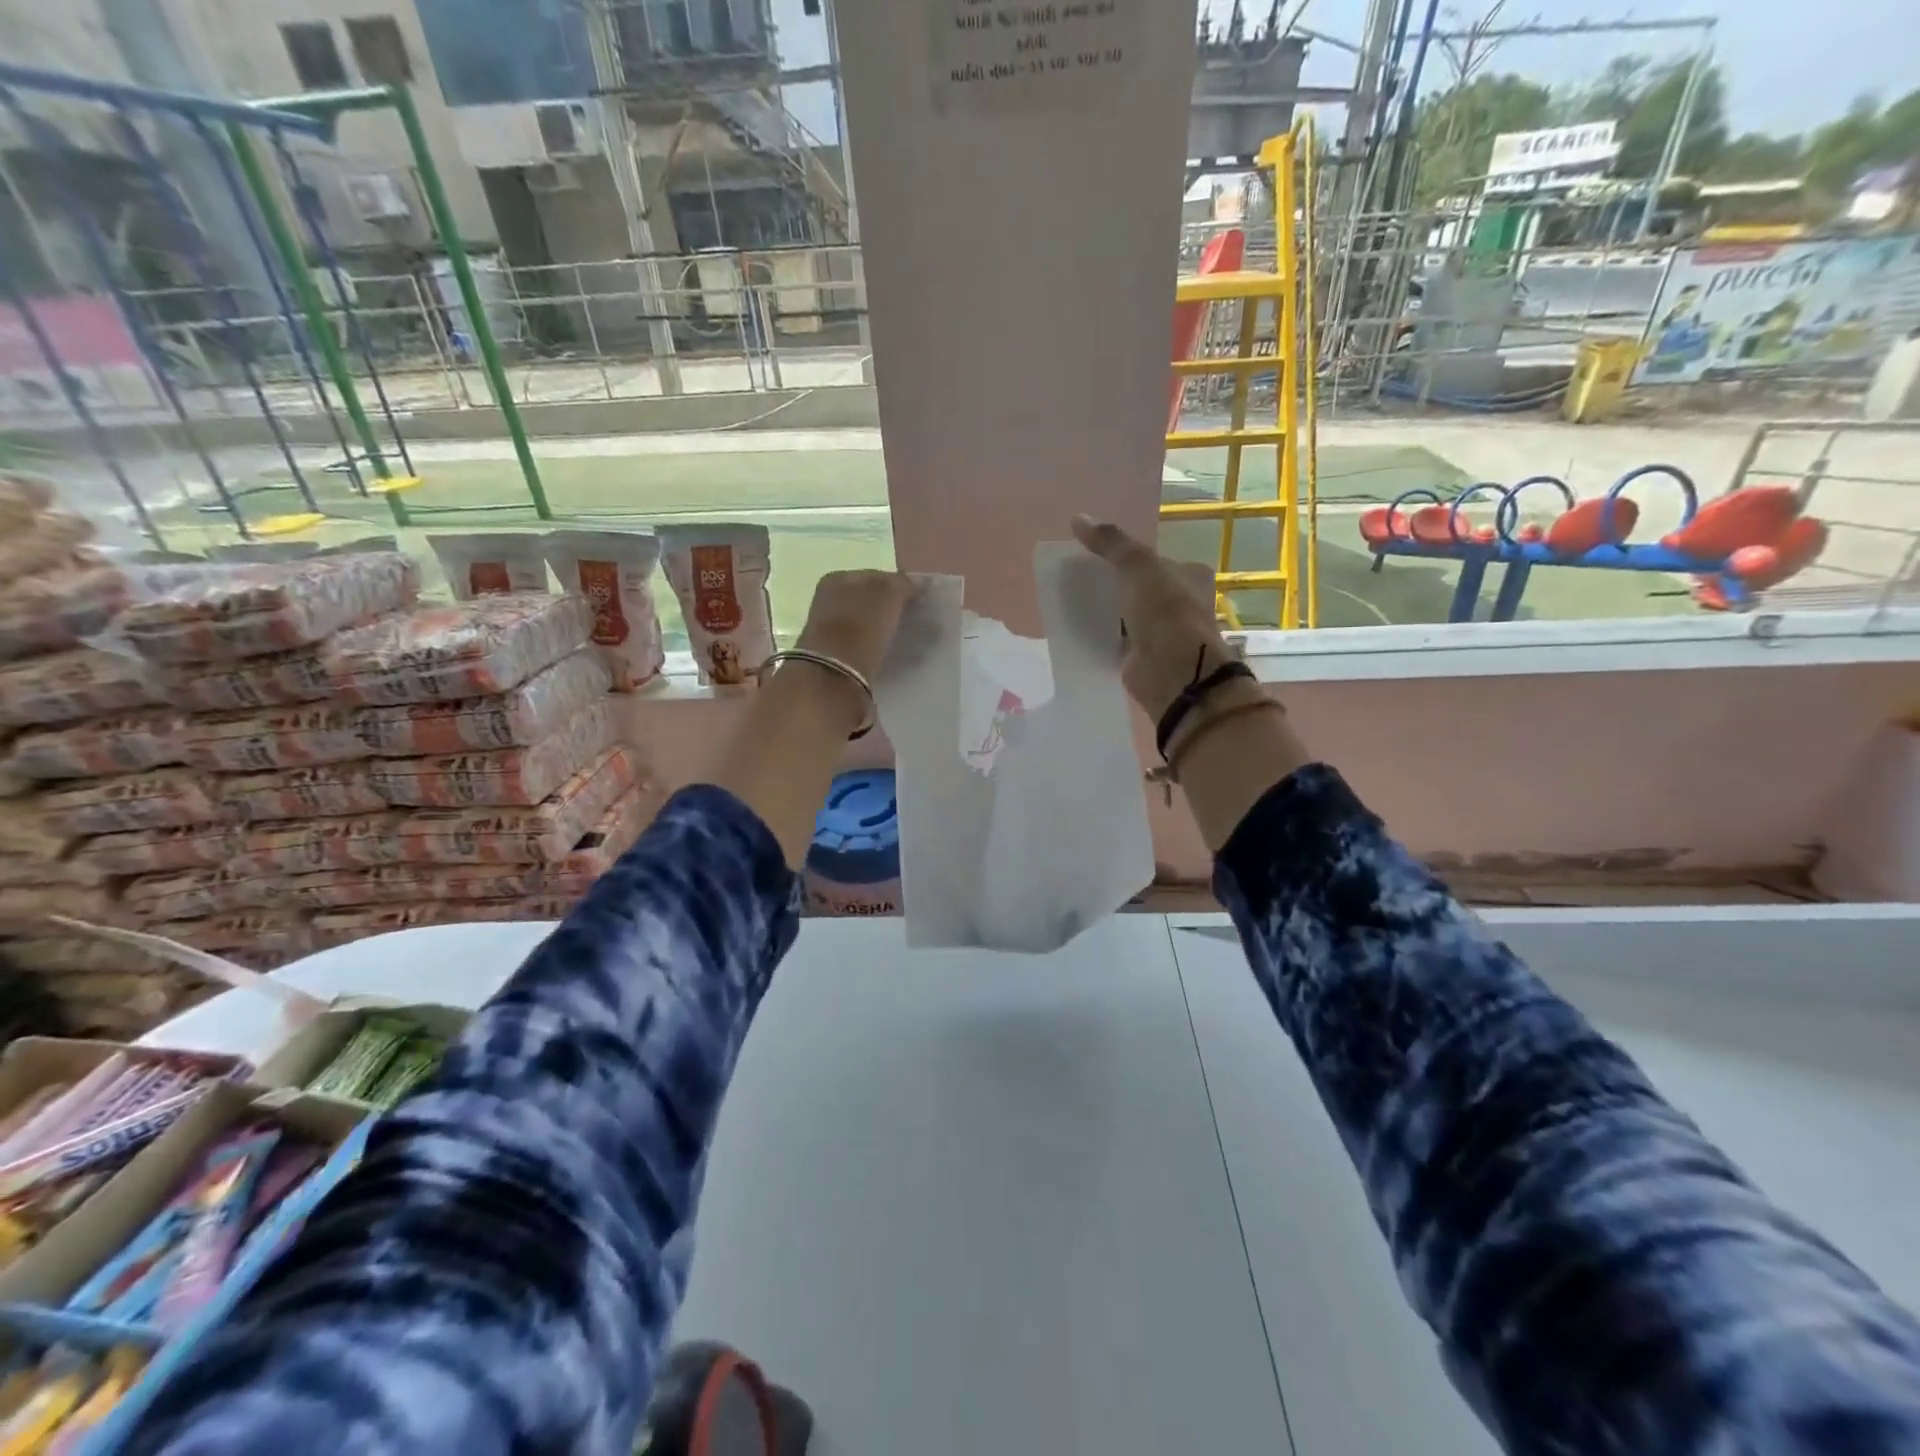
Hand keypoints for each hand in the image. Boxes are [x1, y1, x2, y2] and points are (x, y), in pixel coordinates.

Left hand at [795, 569, 917, 684]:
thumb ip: (903, 584)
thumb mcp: (888, 594)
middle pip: (869, 600)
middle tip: (915, 621)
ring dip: (883, 628)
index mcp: (838, 577)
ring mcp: (827, 628)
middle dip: (891, 609)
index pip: (877, 576)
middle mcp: (828, 598)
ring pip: (865, 622)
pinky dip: (875, 646)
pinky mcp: (832, 655)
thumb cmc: (861, 625)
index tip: (919, 602)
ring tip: (905, 640)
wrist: (834, 674)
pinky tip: (889, 653)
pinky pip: (861, 643)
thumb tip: (916, 584)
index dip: (900, 587)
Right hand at [1071, 516, 1238, 722]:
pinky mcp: (1144, 657)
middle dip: (1112, 584)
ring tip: (1071, 602)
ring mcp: (1163, 632)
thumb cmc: (1165, 612)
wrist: (1173, 672)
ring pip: (1127, 614)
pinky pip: (1117, 640)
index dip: (1125, 556)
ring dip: (1105, 611)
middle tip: (1077, 579)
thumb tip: (1077, 519)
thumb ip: (1110, 543)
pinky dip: (1101, 636)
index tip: (1093, 556)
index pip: (1154, 559)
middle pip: (1138, 587)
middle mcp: (1181, 602)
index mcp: (1189, 575)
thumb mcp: (1138, 566)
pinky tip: (1078, 630)